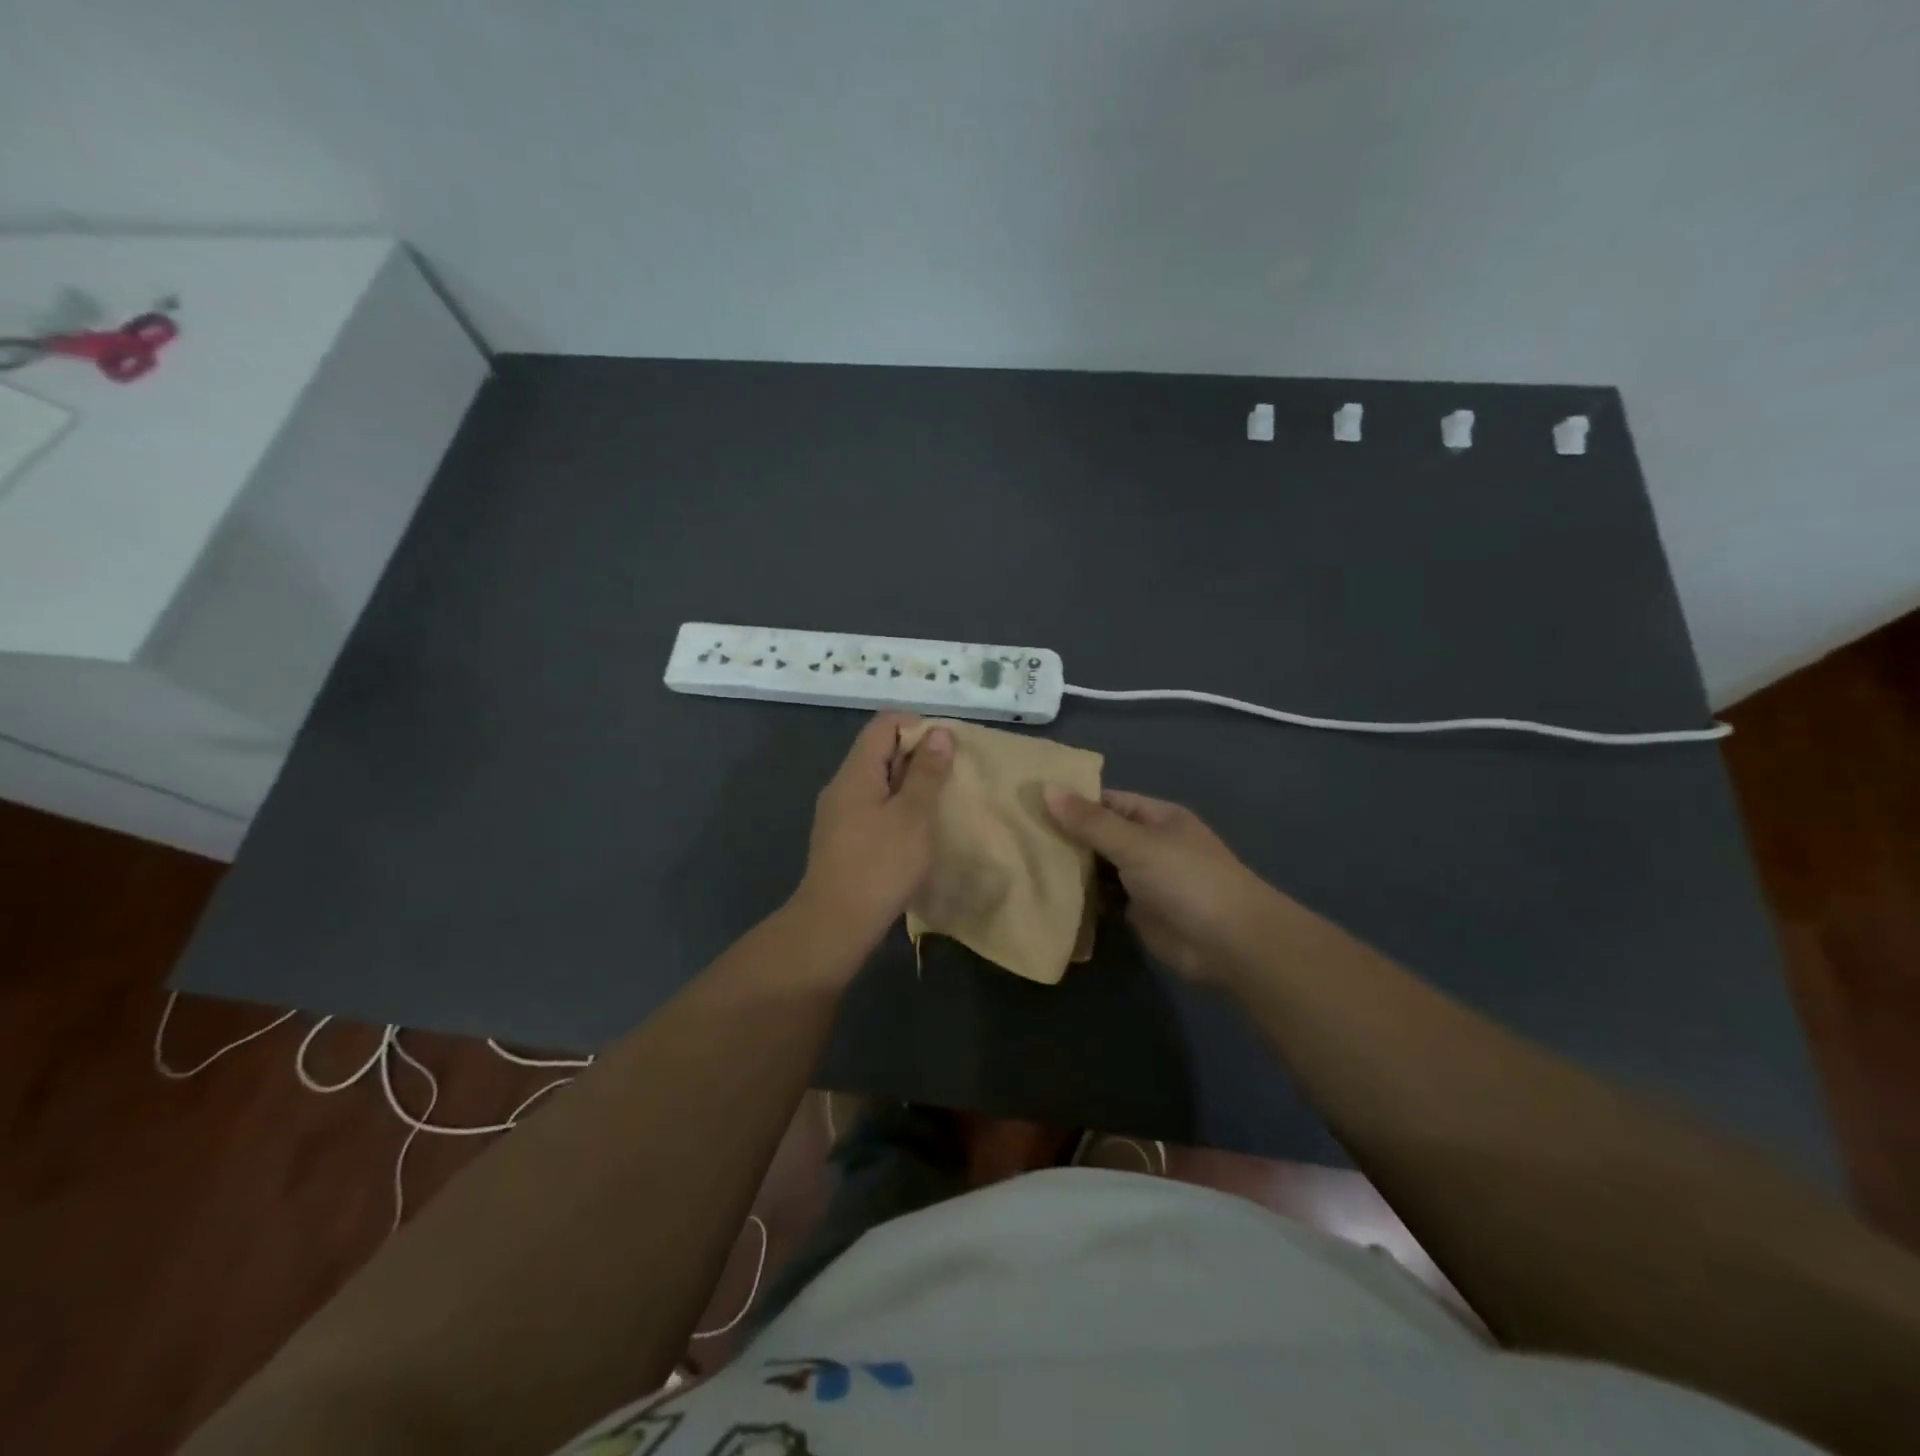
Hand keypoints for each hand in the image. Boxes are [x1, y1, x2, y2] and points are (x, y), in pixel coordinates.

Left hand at [793, 712, 953, 949]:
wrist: (835, 924)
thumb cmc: (880, 865)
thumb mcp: (914, 815)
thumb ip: (927, 772)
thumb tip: (938, 732)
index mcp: (856, 771)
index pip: (885, 724)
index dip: (918, 727)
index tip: (946, 751)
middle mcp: (842, 785)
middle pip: (880, 751)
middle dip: (917, 757)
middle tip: (950, 780)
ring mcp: (838, 814)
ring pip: (878, 782)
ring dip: (909, 786)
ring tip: (938, 806)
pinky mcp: (841, 839)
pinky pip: (872, 808)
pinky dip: (896, 809)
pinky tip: (915, 834)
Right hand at [1043, 787, 1277, 985]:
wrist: (1230, 943)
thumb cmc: (1186, 879)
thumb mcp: (1136, 844)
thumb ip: (1090, 821)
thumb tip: (1047, 789)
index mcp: (1155, 818)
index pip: (1106, 802)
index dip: (1071, 801)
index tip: (1028, 803)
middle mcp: (1149, 845)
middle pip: (1099, 835)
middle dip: (1065, 836)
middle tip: (1015, 835)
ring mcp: (1144, 880)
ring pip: (1099, 869)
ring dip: (1071, 869)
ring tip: (1021, 864)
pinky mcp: (1138, 913)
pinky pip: (1104, 900)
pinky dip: (1081, 900)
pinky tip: (1047, 896)